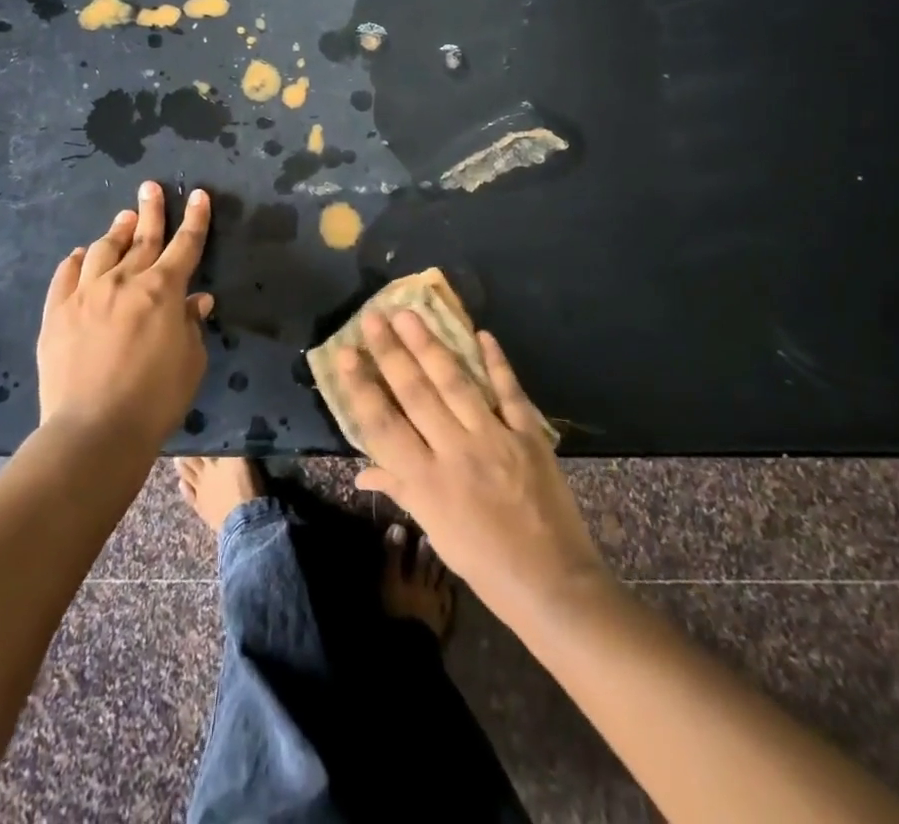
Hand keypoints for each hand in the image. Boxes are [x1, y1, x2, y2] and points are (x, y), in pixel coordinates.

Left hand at [37, 182, 211, 448]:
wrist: (94, 430)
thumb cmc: (155, 398)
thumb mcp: (191, 361)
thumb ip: (191, 324)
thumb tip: (196, 299)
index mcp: (163, 290)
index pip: (185, 244)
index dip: (196, 219)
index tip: (199, 195)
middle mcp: (124, 280)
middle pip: (142, 236)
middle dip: (152, 209)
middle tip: (151, 187)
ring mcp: (86, 293)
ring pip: (103, 249)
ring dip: (116, 231)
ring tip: (123, 220)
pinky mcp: (57, 312)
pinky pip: (67, 274)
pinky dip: (78, 260)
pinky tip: (82, 256)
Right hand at [337, 312, 609, 617]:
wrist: (552, 585)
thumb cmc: (484, 564)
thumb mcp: (436, 532)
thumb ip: (402, 490)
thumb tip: (361, 471)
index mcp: (427, 482)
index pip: (383, 425)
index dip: (361, 387)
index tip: (345, 353)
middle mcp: (455, 452)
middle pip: (416, 392)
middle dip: (391, 351)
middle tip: (373, 316)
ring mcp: (494, 438)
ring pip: (455, 382)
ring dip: (430, 345)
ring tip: (409, 314)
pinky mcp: (528, 435)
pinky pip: (509, 391)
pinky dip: (496, 362)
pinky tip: (482, 334)